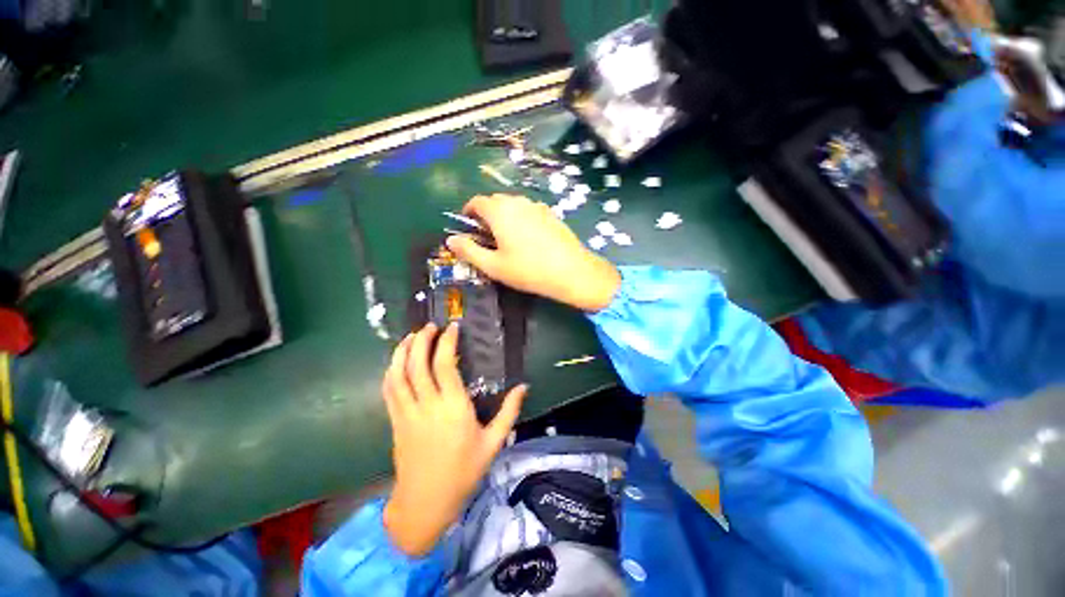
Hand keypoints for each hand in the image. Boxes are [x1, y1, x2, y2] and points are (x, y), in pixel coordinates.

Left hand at [382, 323, 527, 556]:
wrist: (428, 497)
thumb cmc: (464, 473)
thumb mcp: (492, 445)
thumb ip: (508, 414)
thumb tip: (523, 387)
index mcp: (455, 410)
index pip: (445, 365)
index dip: (446, 342)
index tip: (452, 328)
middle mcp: (428, 406)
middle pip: (418, 362)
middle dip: (422, 339)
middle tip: (430, 327)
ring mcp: (407, 412)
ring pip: (398, 372)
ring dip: (402, 350)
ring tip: (410, 337)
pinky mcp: (395, 420)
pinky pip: (389, 388)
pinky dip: (392, 370)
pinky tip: (397, 363)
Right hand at [446, 194, 621, 311]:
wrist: (572, 271)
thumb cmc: (528, 270)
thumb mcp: (493, 266)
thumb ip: (469, 251)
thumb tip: (450, 240)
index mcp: (499, 211)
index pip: (477, 201)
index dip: (468, 211)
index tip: (466, 227)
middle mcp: (517, 202)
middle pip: (495, 200)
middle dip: (485, 213)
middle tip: (483, 236)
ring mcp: (536, 205)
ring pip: (513, 203)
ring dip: (503, 214)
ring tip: (504, 238)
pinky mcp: (550, 213)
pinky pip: (528, 209)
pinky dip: (520, 217)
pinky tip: (525, 238)